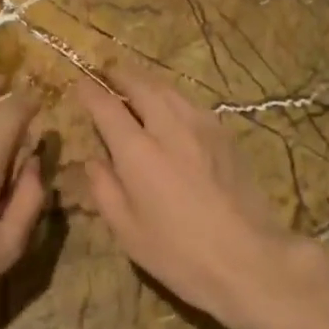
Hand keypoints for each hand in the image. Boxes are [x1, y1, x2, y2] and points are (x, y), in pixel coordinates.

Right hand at [78, 68, 313, 328]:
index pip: (107, 107)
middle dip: (120, 74)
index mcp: (137, 152)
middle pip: (140, 86)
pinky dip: (172, 96)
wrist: (249, 258)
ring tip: (135, 82)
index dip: (90, 91)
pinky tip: (171, 106)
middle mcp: (168, 127)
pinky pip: (191, 103)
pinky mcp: (224, 134)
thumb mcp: (127, 231)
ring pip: (168, 89)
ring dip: (146, 81)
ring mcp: (201, 126)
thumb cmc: (179, 253)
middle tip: (107, 71)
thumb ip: (105, 189)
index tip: (80, 82)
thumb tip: (94, 159)